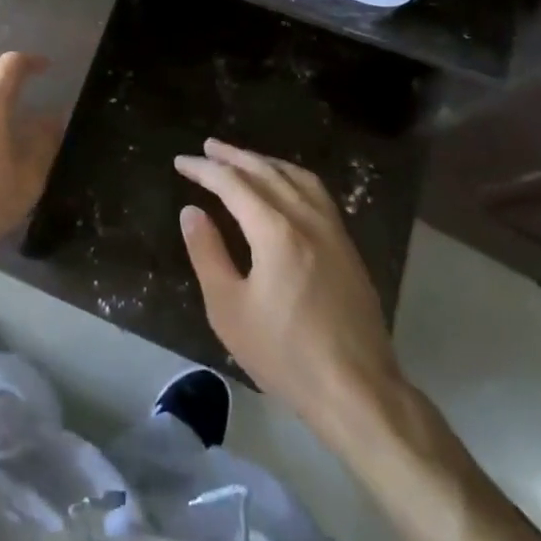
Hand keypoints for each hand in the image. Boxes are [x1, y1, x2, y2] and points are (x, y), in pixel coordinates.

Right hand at [176, 138, 402, 426]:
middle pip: (266, 171)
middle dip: (233, 156)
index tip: (180, 162)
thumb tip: (191, 212)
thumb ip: (207, 254)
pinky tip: (285, 188)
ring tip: (243, 159)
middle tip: (208, 146)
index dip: (204, 169)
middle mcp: (306, 218)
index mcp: (275, 230)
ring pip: (295, 177)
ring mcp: (333, 231)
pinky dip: (291, 177)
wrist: (359, 393)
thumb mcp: (230, 309)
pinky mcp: (348, 248)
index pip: (232, 183)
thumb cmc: (286, 355)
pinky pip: (316, 193)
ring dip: (265, 162)